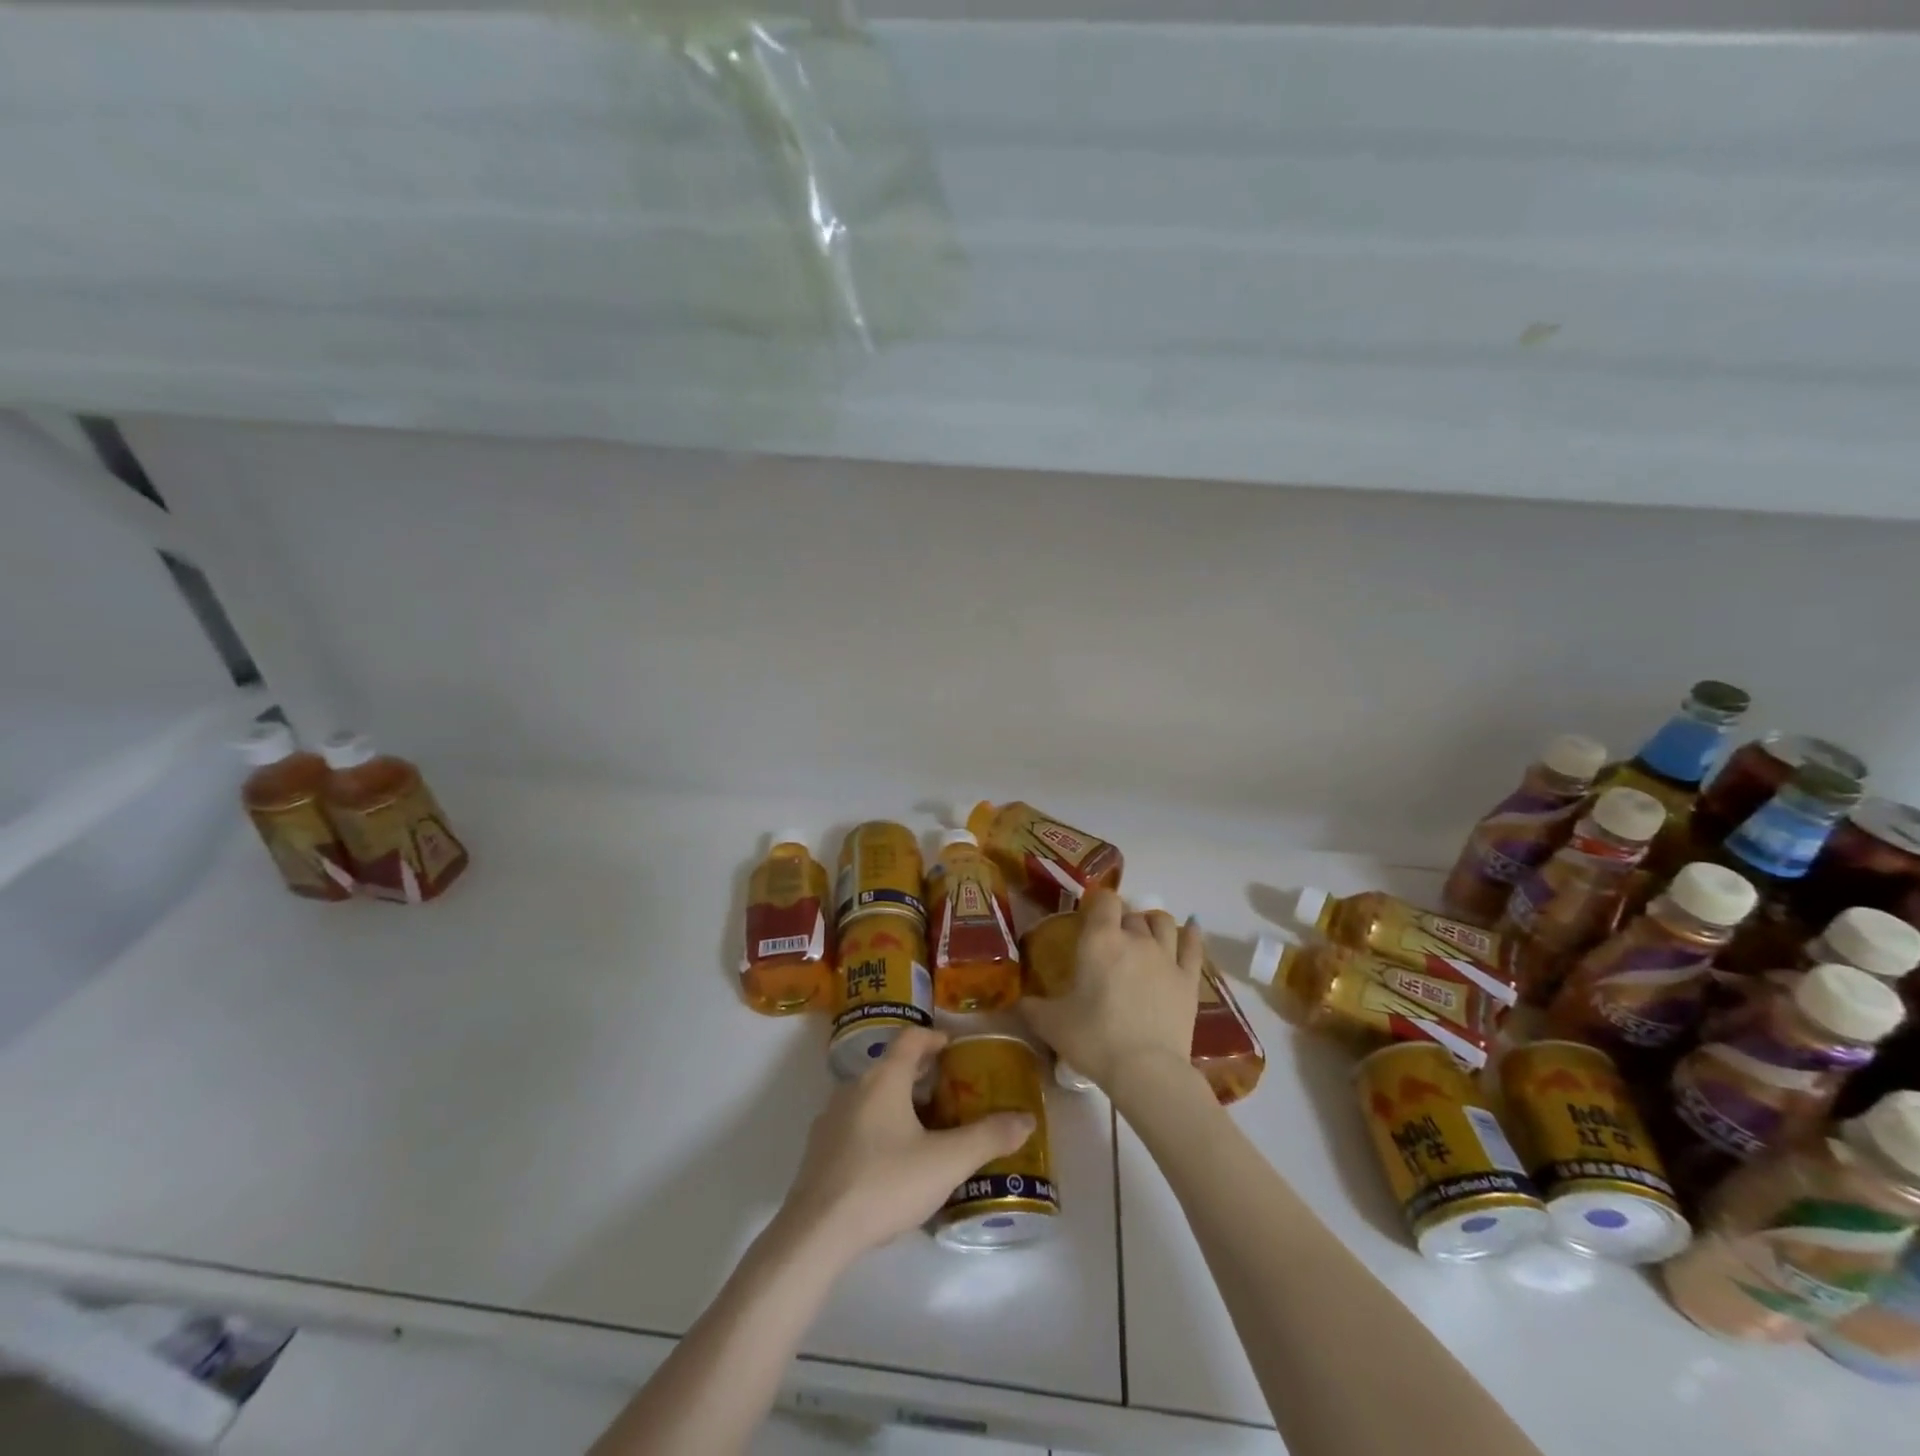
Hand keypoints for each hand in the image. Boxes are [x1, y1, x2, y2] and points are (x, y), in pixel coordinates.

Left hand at [776, 1027, 1034, 1265]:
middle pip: (891, 1067)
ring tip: (925, 1130)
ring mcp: (831, 1118)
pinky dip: (878, 1128)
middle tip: (950, 1094)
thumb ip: (988, 1138)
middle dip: (922, 1076)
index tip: (954, 1048)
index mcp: (884, 1078)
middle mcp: (854, 1087)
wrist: (817, 1231)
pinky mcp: (819, 1149)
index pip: (911, 1038)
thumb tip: (1026, 1120)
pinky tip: (892, 1163)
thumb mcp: (946, 1162)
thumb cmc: (885, 1183)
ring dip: (899, 1103)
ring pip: (872, 1096)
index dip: (934, 1037)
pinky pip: (856, 1123)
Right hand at [1021, 889, 1203, 1096]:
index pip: (1104, 899)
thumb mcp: (1051, 1024)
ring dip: (1151, 923)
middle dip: (1121, 920)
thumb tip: (1016, 1001)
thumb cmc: (1094, 1039)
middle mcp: (1135, 939)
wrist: (1146, 1071)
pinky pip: (1194, 946)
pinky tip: (1192, 926)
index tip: (1089, 914)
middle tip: (1110, 939)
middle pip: (1131, 914)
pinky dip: (1193, 933)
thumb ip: (1031, 1007)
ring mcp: (1166, 957)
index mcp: (1100, 940)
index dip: (1097, 902)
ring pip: (1162, 923)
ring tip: (1144, 934)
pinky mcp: (1188, 979)